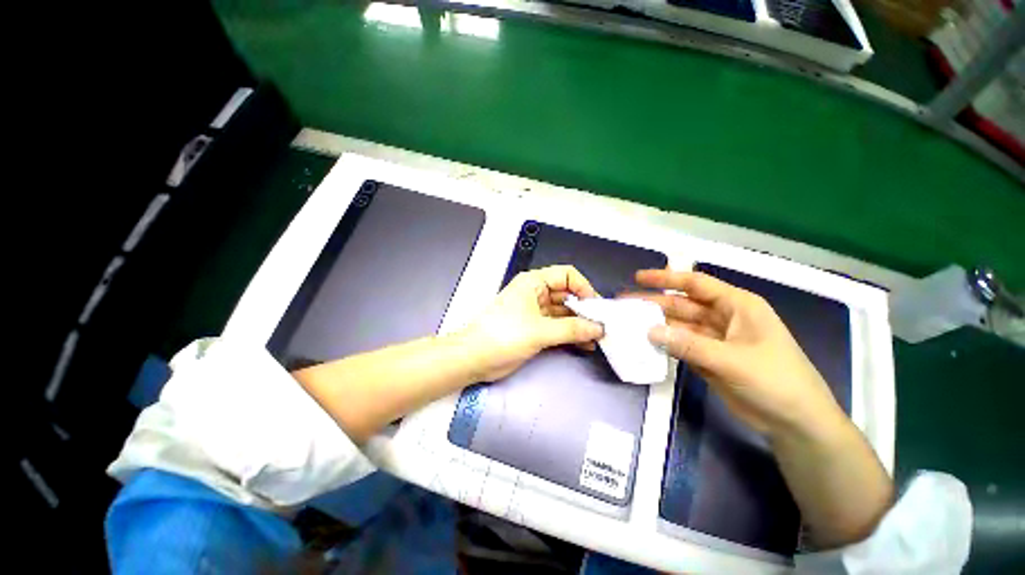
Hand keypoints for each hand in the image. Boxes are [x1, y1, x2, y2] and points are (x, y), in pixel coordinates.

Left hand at [461, 265, 604, 381]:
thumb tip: (599, 328)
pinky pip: (558, 327)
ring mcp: (535, 312)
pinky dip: (571, 334)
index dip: (584, 287)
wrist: (474, 358)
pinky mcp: (535, 329)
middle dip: (585, 309)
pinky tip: (585, 344)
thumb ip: (572, 328)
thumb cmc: (503, 335)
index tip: (597, 307)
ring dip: (580, 324)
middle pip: (567, 295)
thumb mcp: (539, 330)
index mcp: (534, 282)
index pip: (567, 275)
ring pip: (564, 313)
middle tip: (603, 325)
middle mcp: (536, 293)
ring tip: (598, 338)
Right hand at [628, 269, 843, 437]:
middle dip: (654, 303)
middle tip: (625, 304)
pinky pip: (681, 345)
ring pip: (679, 326)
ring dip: (657, 324)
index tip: (638, 277)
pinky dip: (664, 344)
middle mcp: (724, 318)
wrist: (795, 423)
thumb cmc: (775, 381)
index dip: (666, 279)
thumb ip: (688, 345)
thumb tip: (649, 331)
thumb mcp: (731, 360)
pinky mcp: (709, 358)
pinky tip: (645, 343)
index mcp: (737, 306)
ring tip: (629, 323)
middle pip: (683, 305)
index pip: (696, 284)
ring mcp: (715, 339)